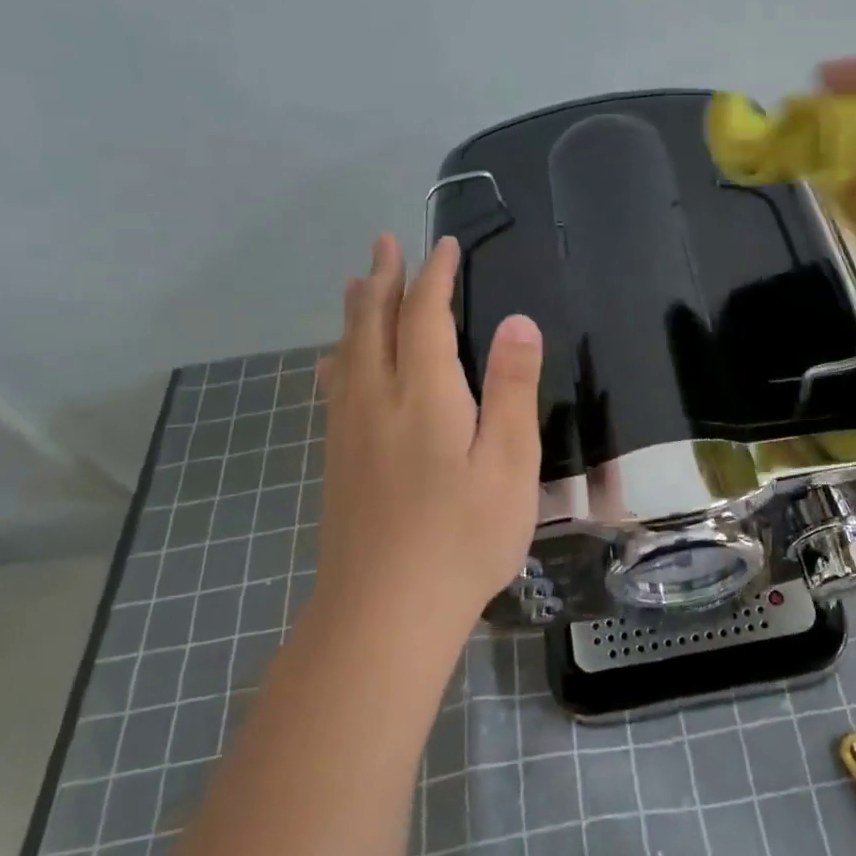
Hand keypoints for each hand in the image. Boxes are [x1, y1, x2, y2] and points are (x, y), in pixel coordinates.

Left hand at [315, 233, 542, 634]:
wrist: (384, 612)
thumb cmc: (463, 537)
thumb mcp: (510, 463)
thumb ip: (513, 388)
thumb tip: (519, 320)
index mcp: (424, 394)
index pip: (424, 315)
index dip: (434, 275)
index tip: (443, 245)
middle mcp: (378, 399)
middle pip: (373, 323)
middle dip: (382, 279)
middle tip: (384, 243)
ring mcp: (350, 431)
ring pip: (347, 352)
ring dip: (356, 310)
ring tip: (357, 283)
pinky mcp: (338, 461)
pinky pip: (335, 387)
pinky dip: (340, 356)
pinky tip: (336, 364)